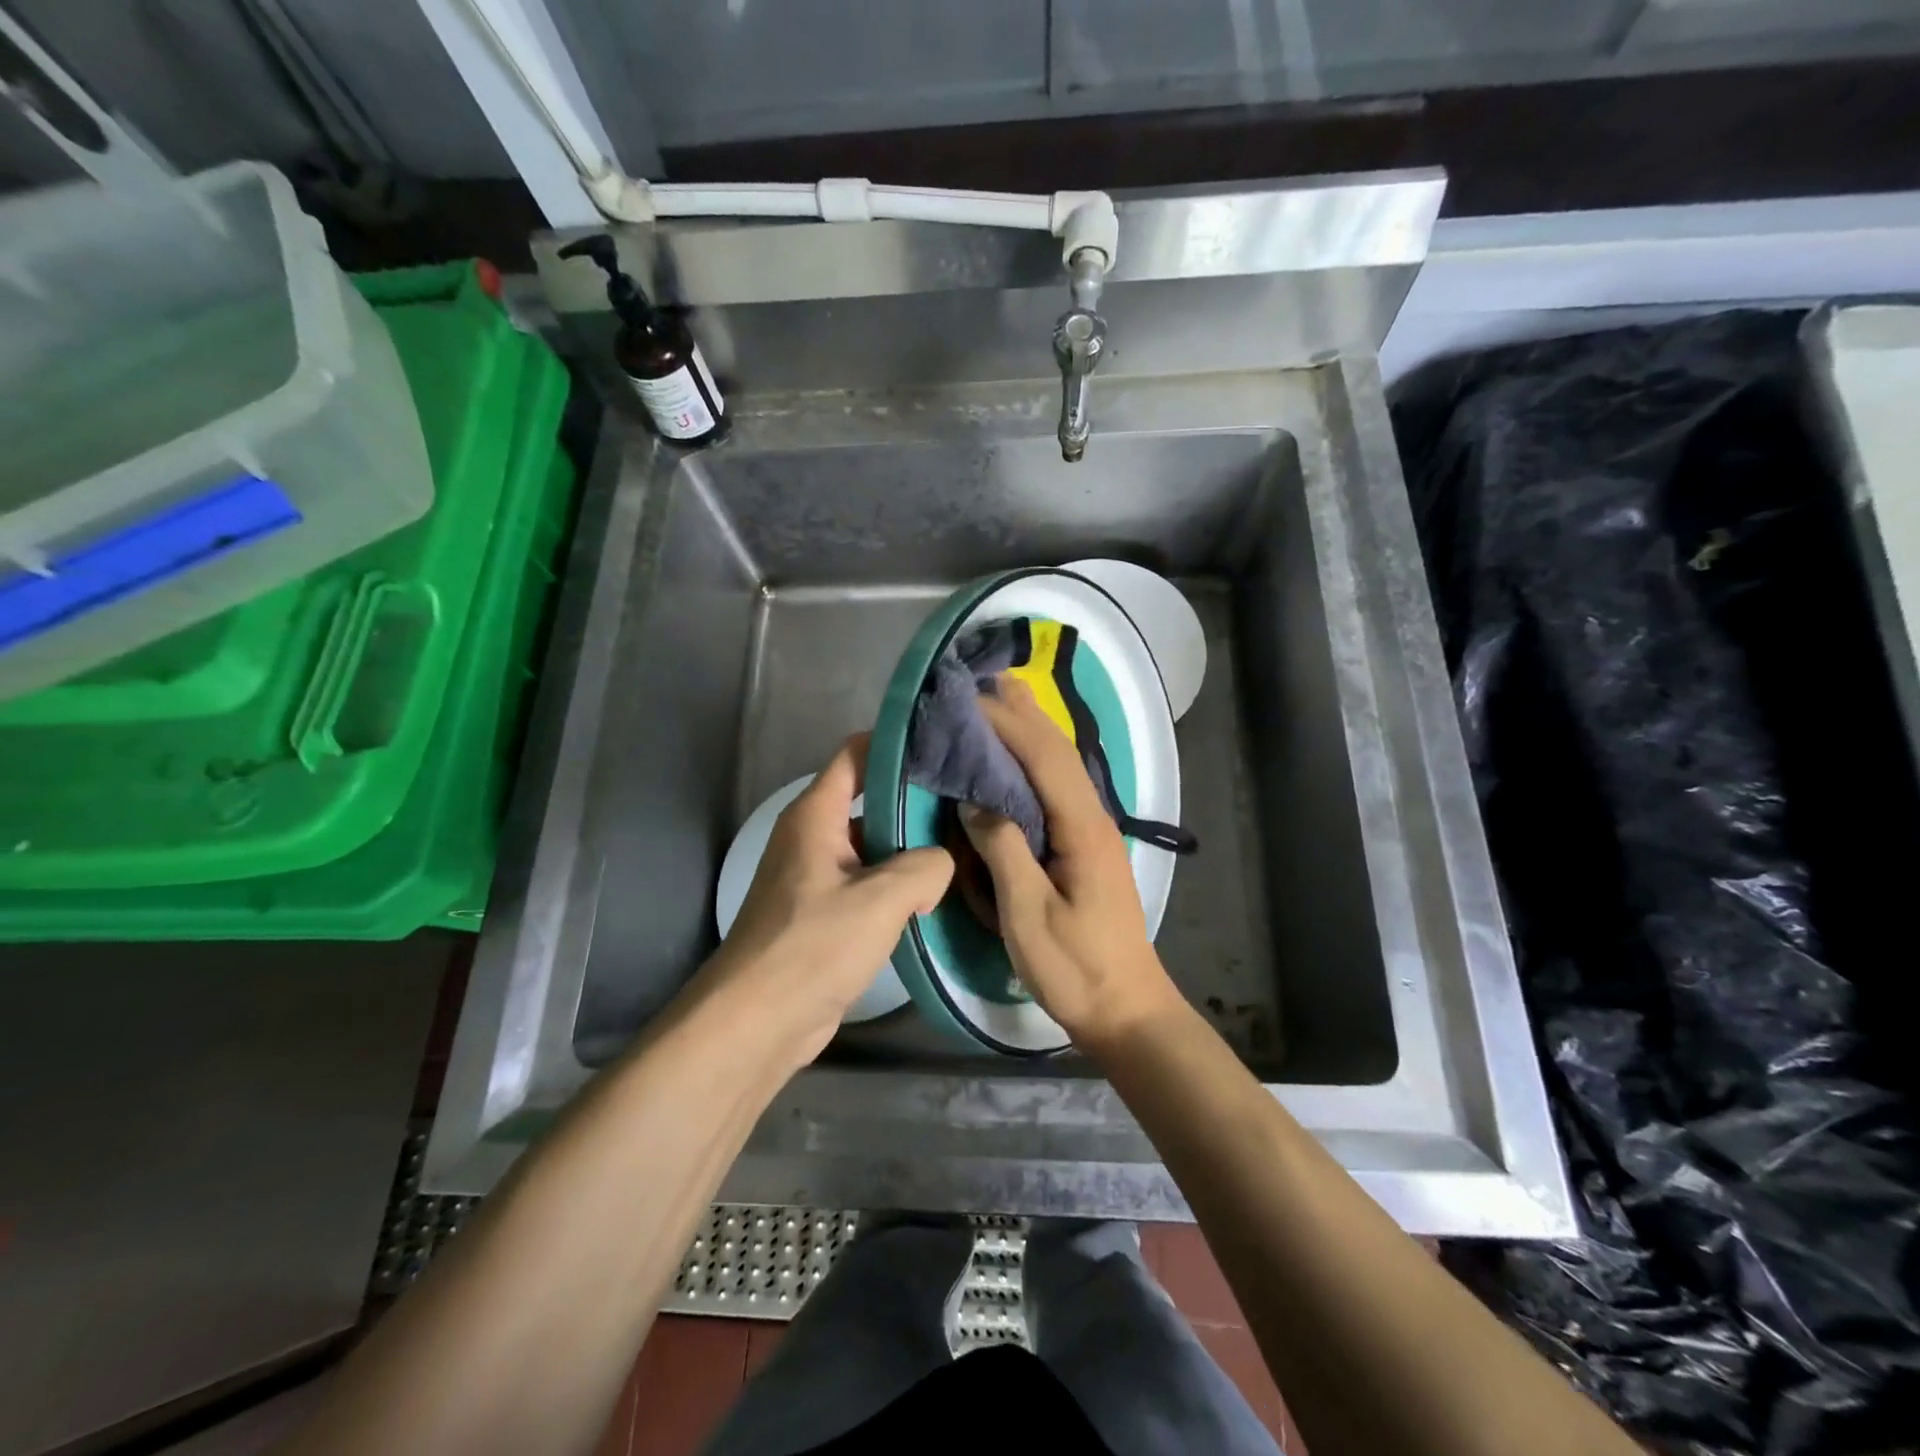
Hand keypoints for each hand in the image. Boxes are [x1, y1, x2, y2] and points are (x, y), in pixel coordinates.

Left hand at [705, 734, 953, 1065]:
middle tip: (971, 805)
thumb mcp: (881, 898)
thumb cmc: (813, 946)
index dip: (897, 745)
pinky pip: (869, 884)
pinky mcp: (824, 914)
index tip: (946, 747)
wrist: (757, 1023)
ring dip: (912, 850)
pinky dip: (899, 886)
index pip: (856, 755)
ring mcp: (817, 876)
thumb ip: (925, 866)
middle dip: (917, 802)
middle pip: (870, 800)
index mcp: (816, 815)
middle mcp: (813, 836)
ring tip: (966, 849)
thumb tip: (941, 863)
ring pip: (874, 846)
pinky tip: (939, 897)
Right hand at [960, 676, 1184, 1052]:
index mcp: (1081, 828)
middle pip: (1058, 752)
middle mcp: (1092, 818)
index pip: (1042, 758)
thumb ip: (1004, 851)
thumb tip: (975, 802)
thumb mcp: (1029, 915)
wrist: (1127, 1009)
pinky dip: (1036, 761)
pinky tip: (1021, 760)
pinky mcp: (1086, 847)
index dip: (1006, 723)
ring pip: (1062, 767)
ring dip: (1033, 730)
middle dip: (1023, 713)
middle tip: (987, 680)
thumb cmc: (1076, 968)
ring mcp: (1093, 832)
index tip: (968, 699)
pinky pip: (1059, 789)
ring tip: (1004, 700)